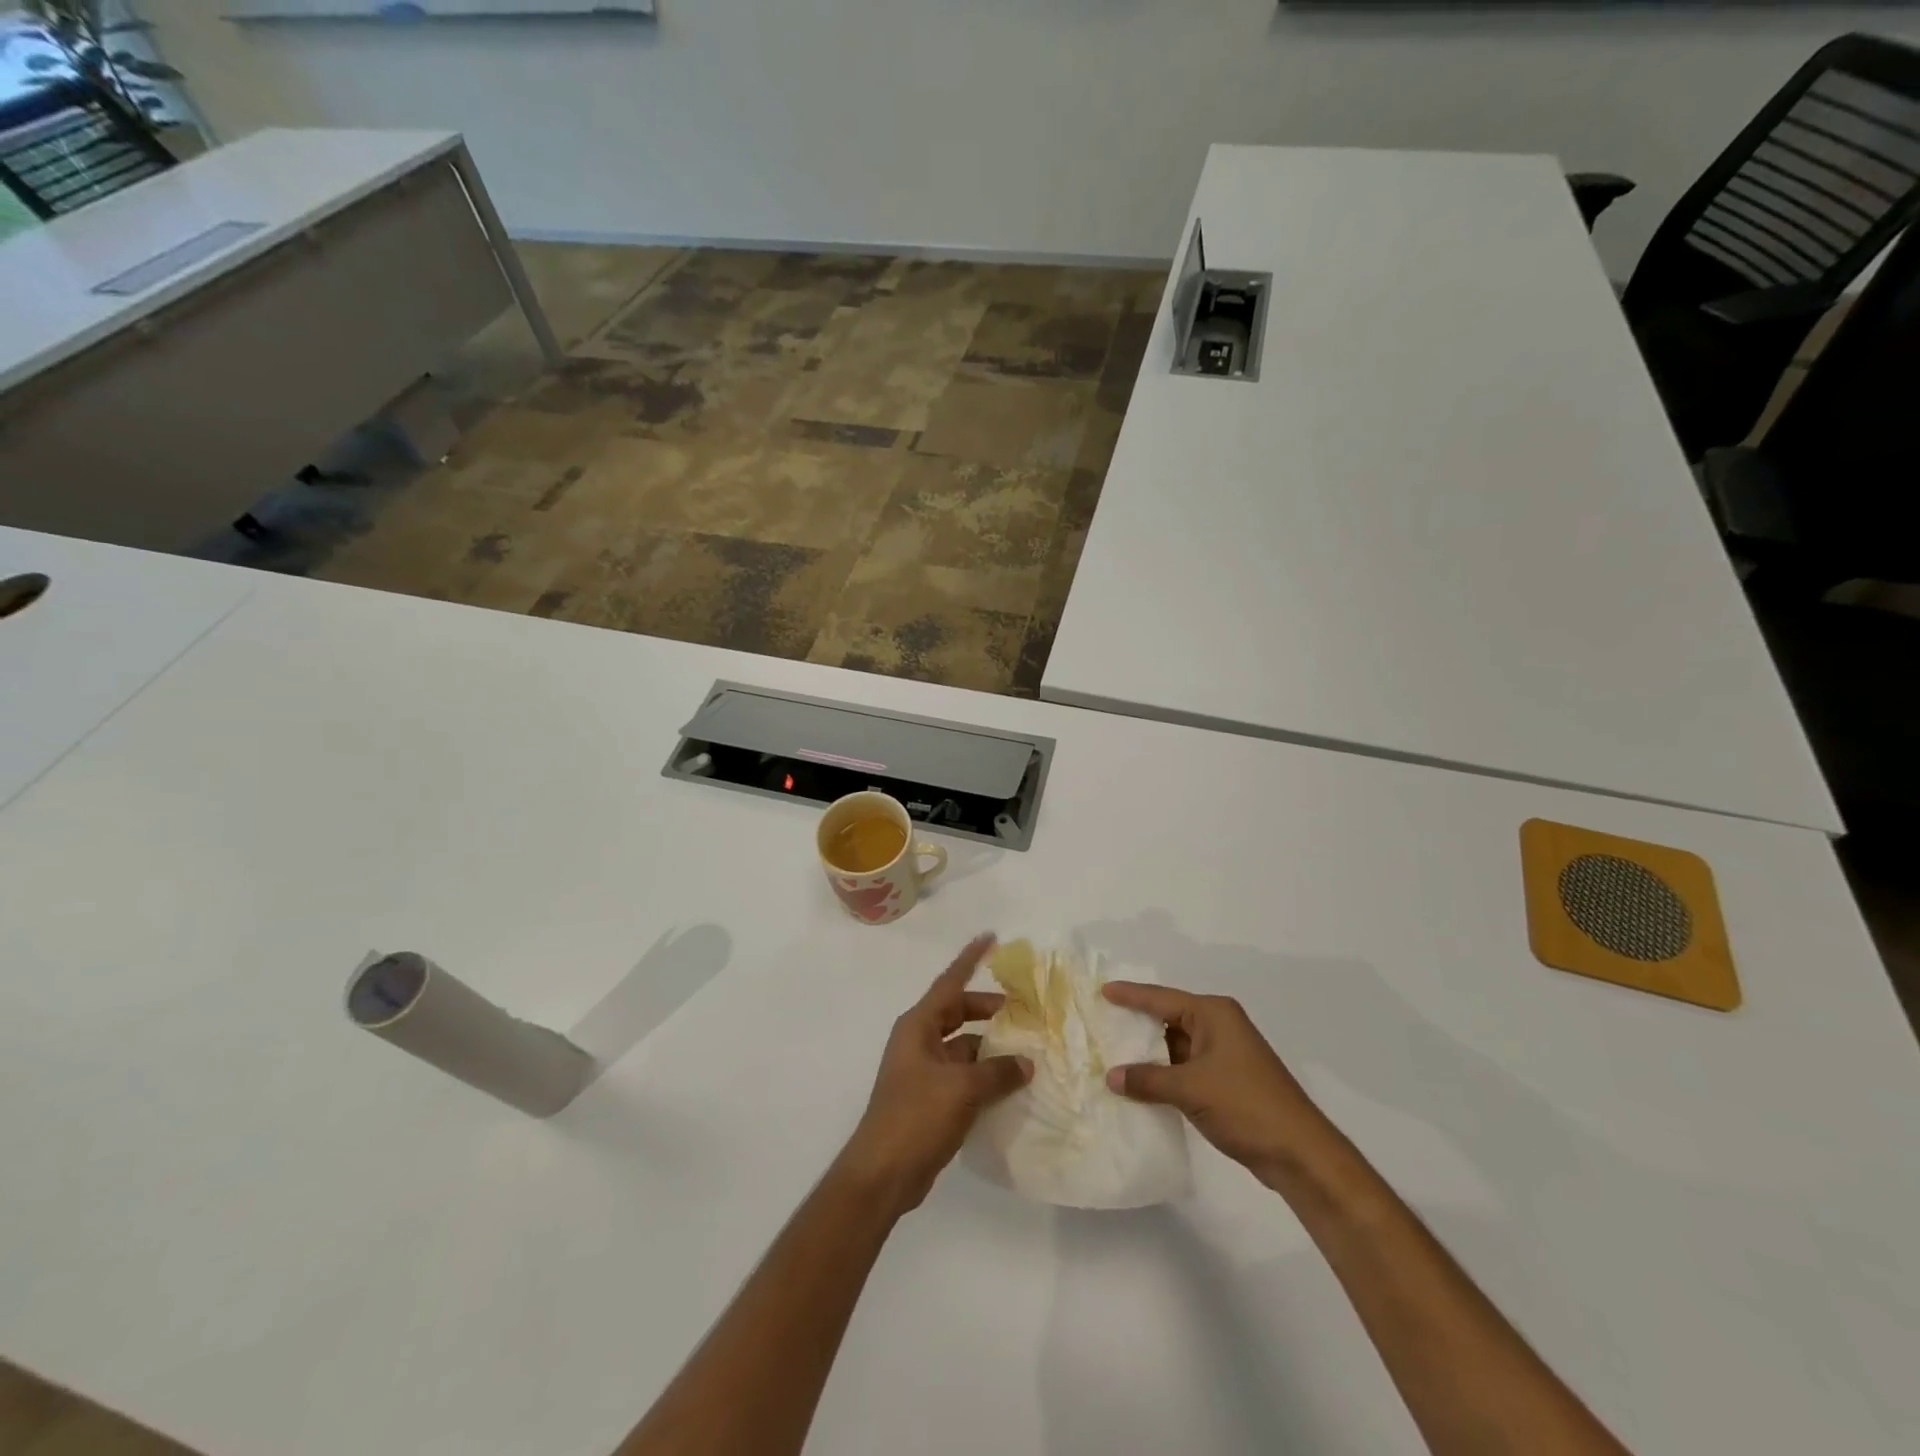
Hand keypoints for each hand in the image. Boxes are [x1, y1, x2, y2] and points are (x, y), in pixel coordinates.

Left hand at [838, 935, 1032, 1213]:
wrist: (882, 1173)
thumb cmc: (916, 1116)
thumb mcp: (961, 1089)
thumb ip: (997, 1072)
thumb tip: (1026, 1063)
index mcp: (919, 1026)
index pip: (950, 983)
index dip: (970, 959)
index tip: (990, 937)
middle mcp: (919, 1041)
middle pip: (958, 1013)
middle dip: (988, 1009)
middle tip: (1021, 1009)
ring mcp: (924, 1071)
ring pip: (964, 1046)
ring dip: (990, 1047)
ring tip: (1026, 1049)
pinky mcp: (930, 1099)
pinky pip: (963, 1075)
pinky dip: (985, 1075)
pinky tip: (1011, 1084)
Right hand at [1103, 982, 1335, 1185]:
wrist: (1299, 1153)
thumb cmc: (1245, 1105)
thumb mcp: (1190, 1089)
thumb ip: (1148, 1079)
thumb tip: (1111, 1077)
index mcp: (1213, 1014)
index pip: (1161, 998)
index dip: (1131, 995)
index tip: (1102, 991)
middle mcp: (1219, 1026)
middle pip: (1168, 1019)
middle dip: (1136, 1025)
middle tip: (1101, 1023)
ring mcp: (1225, 1055)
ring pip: (1176, 1046)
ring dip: (1149, 1054)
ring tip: (1111, 1055)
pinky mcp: (1227, 1081)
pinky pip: (1185, 1068)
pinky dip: (1164, 1074)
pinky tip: (1140, 1084)